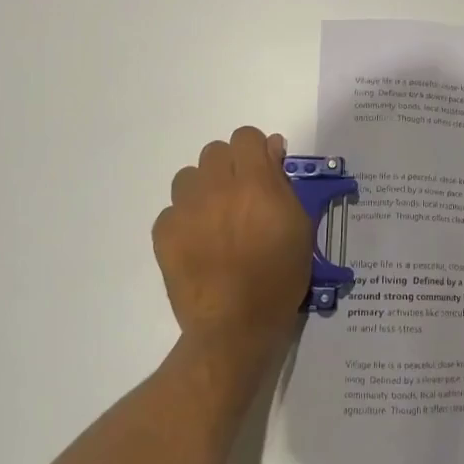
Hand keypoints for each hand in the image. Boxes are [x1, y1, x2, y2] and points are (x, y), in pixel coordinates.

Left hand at [153, 127, 312, 365]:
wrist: (235, 326)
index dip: (256, 151)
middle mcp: (217, 188)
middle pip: (216, 151)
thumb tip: (272, 150)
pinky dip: (185, 220)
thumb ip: (285, 183)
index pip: (246, 137)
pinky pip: (172, 210)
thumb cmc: (279, 278)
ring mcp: (185, 209)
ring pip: (189, 176)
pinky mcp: (163, 233)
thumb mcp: (300, 227)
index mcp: (255, 183)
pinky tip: (199, 245)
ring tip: (217, 219)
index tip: (265, 173)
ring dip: (204, 189)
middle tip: (242, 198)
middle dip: (230, 167)